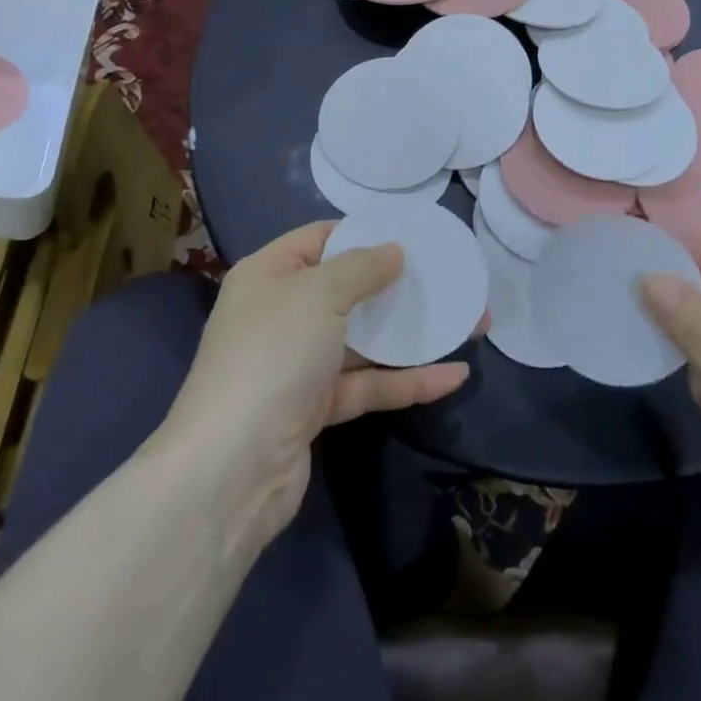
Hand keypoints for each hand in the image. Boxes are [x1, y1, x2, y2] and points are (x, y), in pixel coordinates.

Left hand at [164, 222, 470, 553]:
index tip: (413, 234)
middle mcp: (282, 314)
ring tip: (468, 324)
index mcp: (270, 275)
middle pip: (349, 290)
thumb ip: (361, 267)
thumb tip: (394, 251)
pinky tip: (454, 374)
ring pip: (365, 340)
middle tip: (450, 280)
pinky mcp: (316, 407)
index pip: (321, 239)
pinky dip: (408, 379)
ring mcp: (299, 364)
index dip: (365, 232)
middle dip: (400, 286)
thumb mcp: (318, 294)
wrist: (231, 468)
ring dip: (413, 334)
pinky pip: (369, 384)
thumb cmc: (273, 355)